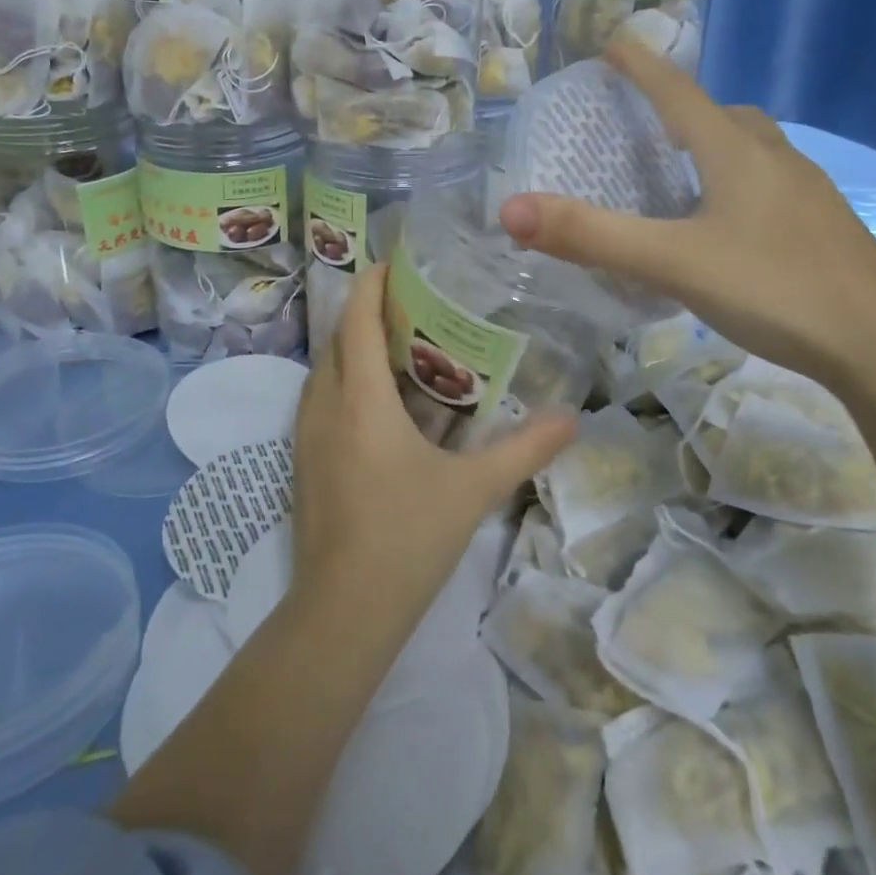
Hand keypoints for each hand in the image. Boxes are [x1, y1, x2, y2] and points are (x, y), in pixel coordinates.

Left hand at [288, 263, 576, 621]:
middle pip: (338, 337)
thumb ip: (525, 449)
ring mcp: (305, 434)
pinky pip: (319, 399)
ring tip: (398, 346)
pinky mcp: (302, 460)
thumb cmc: (407, 537)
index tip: (395, 262)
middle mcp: (324, 405)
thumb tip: (573, 419)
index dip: (371, 283)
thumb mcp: (473, 489)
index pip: (357, 318)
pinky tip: (379, 404)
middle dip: (366, 311)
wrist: (343, 612)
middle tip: (411, 304)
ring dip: (353, 347)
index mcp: (361, 398)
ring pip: (324, 368)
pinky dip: (344, 381)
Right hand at [498, 39, 875, 387]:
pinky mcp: (823, 226)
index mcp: (735, 152)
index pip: (678, 93)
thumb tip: (509, 209)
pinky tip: (729, 223)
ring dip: (715, 144)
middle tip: (647, 122)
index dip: (642, 66)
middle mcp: (773, 158)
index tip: (615, 42)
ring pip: (752, 148)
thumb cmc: (775, 288)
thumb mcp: (672, 262)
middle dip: (682, 107)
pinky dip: (739, 181)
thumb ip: (592, 237)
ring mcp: (807, 192)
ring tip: (683, 170)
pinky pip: (770, 182)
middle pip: (722, 115)